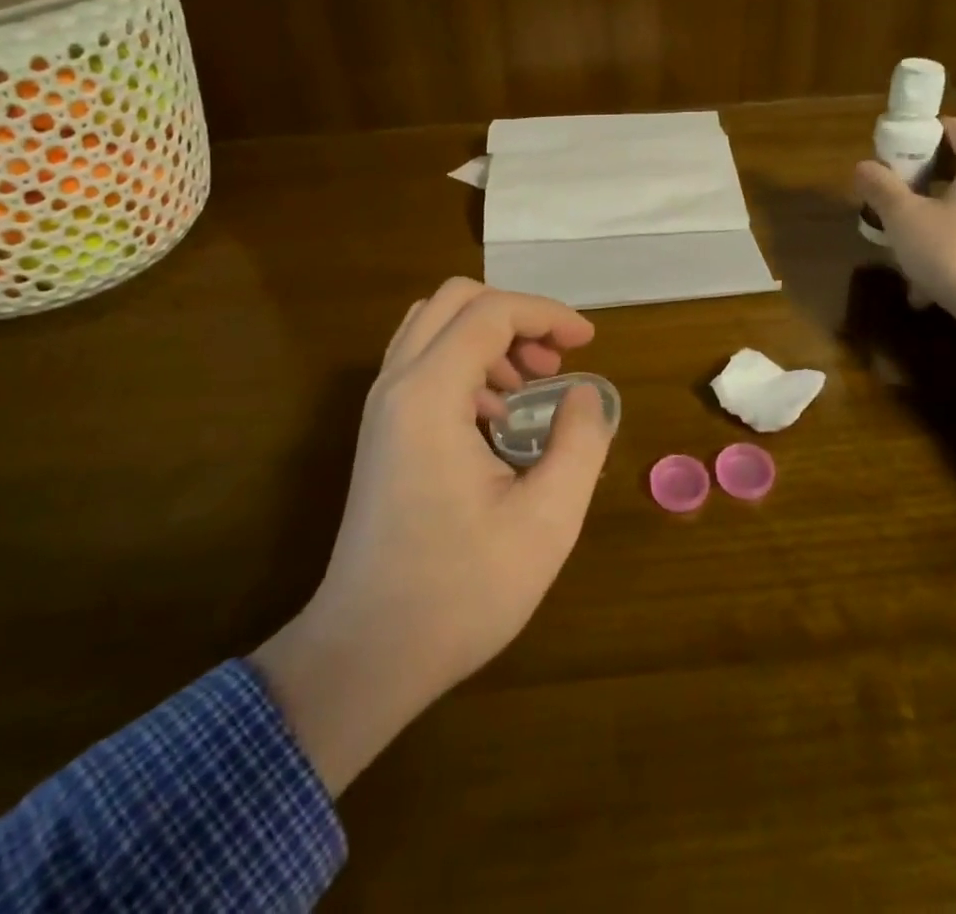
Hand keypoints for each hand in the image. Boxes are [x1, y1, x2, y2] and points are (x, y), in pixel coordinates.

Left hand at [251, 279, 614, 794]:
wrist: (367, 653)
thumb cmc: (461, 591)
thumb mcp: (547, 520)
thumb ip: (579, 442)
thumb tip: (584, 394)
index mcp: (430, 395)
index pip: (492, 312)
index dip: (547, 315)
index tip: (588, 344)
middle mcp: (396, 384)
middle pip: (455, 301)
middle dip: (515, 316)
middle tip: (554, 361)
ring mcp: (381, 406)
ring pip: (434, 326)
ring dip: (488, 336)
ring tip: (530, 384)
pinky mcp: (381, 430)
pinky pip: (422, 361)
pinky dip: (466, 362)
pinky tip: (496, 416)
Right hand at [853, 117, 955, 327]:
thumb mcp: (905, 218)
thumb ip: (881, 187)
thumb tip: (863, 167)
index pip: (950, 127)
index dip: (913, 139)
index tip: (884, 161)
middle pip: (955, 164)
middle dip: (916, 182)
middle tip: (885, 200)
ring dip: (928, 217)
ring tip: (898, 242)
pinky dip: (949, 243)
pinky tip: (922, 278)